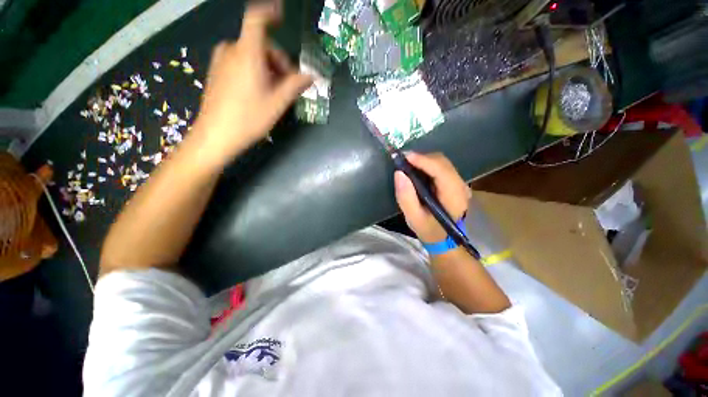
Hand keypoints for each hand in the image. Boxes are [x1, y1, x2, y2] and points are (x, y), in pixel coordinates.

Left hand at [192, 0, 312, 165]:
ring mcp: (221, 61)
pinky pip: (240, 63)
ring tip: (274, 92)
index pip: (257, 19)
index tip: (282, 15)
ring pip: (251, 55)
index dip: (270, 13)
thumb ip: (296, 85)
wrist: (216, 136)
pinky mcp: (216, 72)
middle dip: (278, 61)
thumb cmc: (249, 118)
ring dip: (267, 68)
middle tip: (287, 84)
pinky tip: (258, 92)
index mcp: (248, 53)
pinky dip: (254, 71)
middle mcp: (232, 50)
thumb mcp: (277, 103)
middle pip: (260, 44)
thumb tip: (312, 76)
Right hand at [394, 152, 470, 242]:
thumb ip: (406, 197)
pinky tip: (416, 168)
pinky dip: (427, 164)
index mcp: (454, 198)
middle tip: (402, 160)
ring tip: (407, 164)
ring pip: (442, 162)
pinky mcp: (454, 182)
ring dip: (424, 160)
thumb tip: (399, 173)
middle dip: (422, 158)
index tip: (405, 156)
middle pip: (443, 163)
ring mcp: (460, 183)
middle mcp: (461, 187)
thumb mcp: (413, 218)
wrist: (443, 238)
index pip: (442, 172)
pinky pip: (441, 166)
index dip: (424, 161)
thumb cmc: (428, 229)